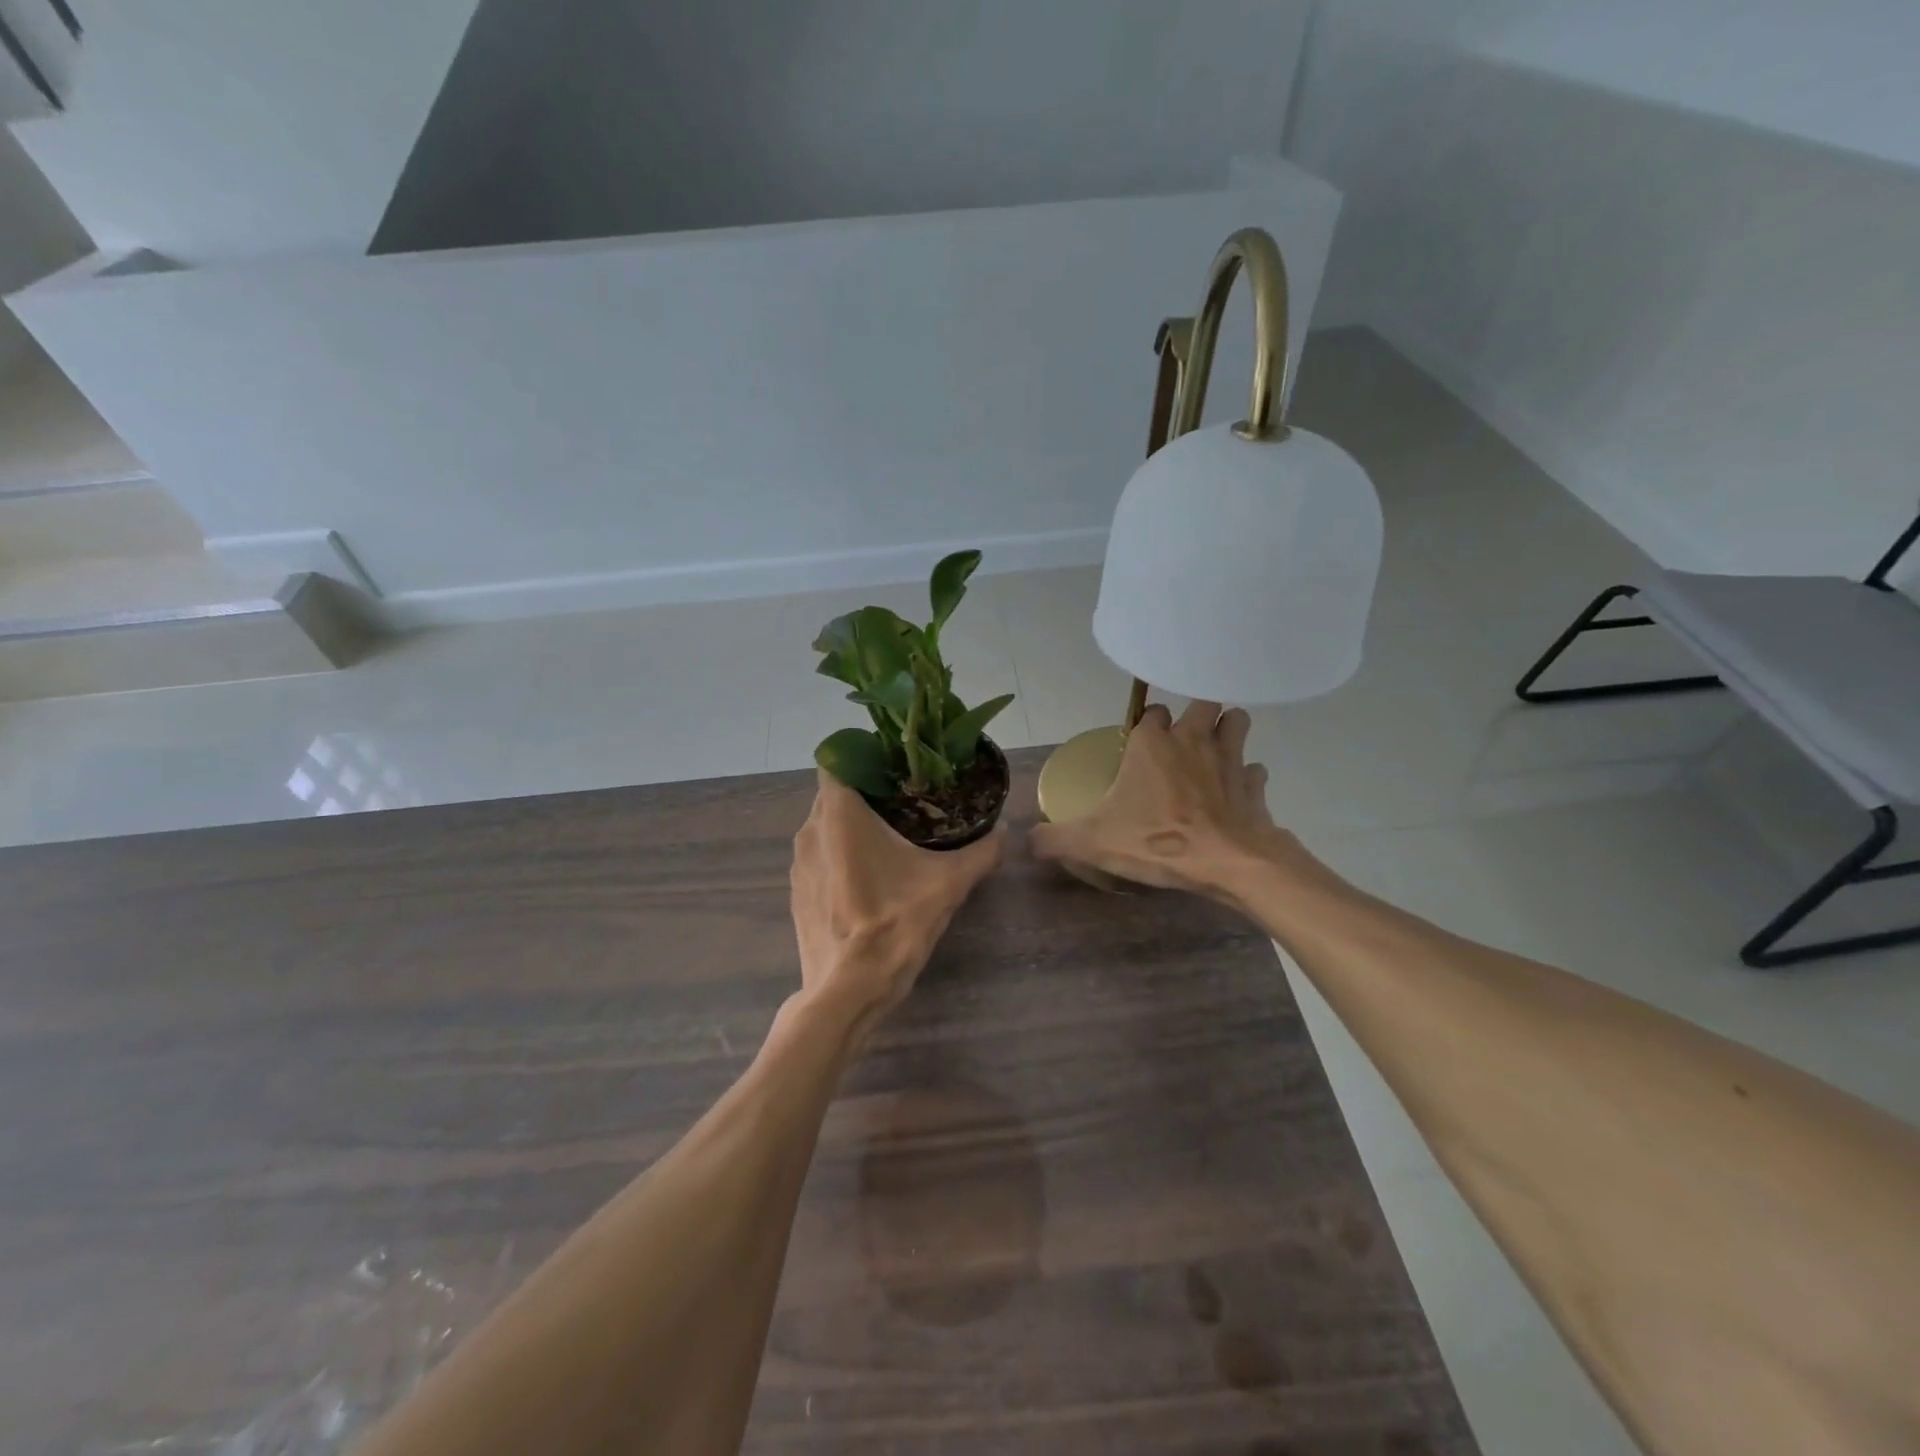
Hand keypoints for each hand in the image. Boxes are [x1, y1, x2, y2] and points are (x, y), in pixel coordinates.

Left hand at [791, 771, 1005, 1048]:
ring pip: (826, 826)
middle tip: (909, 802)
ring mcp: (798, 864)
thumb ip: (981, 853)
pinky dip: (841, 855)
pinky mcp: (797, 892)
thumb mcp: (948, 885)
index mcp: (839, 815)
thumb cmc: (894, 925)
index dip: (865, 756)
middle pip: (836, 793)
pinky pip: (820, 856)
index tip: (898, 770)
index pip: (838, 759)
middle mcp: (810, 830)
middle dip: (869, 793)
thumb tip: (1006, 834)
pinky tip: (871, 877)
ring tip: (893, 838)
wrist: (848, 991)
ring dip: (853, 826)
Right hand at [1031, 701, 1298, 902]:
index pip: (1151, 711)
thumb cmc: (1157, 840)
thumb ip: (1055, 838)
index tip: (1141, 744)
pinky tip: (1236, 793)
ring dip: (1228, 732)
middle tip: (1184, 739)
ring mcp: (1230, 758)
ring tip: (1214, 753)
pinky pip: (1255, 770)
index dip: (1147, 724)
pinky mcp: (1254, 785)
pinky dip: (1247, 777)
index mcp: (1153, 743)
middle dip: (1196, 714)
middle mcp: (1193, 739)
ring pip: (1237, 723)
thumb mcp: (1093, 842)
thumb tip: (1026, 840)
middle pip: (1203, 702)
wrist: (1227, 863)